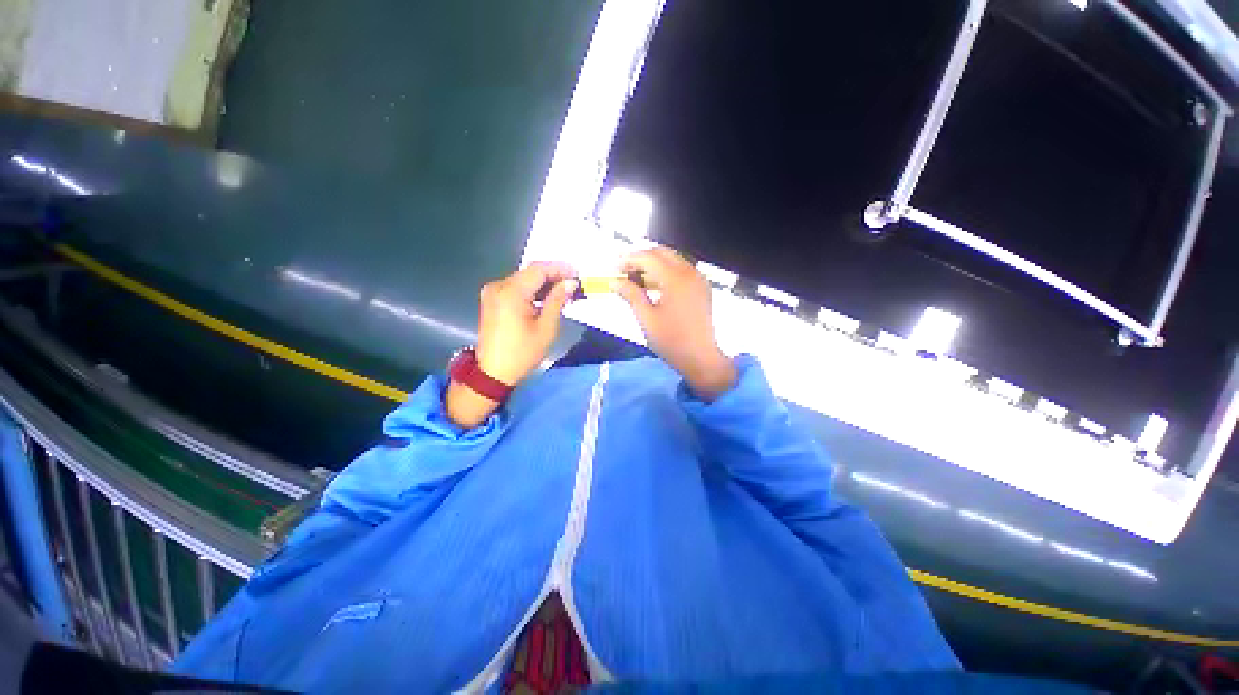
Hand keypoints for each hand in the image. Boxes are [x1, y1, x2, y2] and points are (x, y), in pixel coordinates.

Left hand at [476, 261, 577, 384]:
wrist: (494, 372)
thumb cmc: (522, 352)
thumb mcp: (546, 327)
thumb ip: (557, 300)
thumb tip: (570, 283)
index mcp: (511, 292)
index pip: (538, 270)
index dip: (559, 269)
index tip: (577, 274)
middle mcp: (499, 286)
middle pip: (530, 272)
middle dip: (553, 275)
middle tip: (573, 283)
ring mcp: (493, 292)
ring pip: (523, 279)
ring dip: (543, 283)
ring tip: (563, 291)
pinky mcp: (492, 299)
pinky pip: (516, 287)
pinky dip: (532, 290)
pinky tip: (546, 298)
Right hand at [616, 247, 736, 400]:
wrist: (702, 358)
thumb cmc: (672, 341)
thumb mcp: (647, 319)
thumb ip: (631, 295)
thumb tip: (614, 281)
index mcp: (676, 279)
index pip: (648, 257)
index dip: (629, 259)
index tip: (614, 268)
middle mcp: (689, 273)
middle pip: (662, 253)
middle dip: (641, 258)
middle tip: (624, 271)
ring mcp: (698, 279)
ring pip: (672, 260)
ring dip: (653, 264)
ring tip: (636, 279)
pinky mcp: (701, 288)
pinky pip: (681, 270)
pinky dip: (665, 272)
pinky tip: (654, 286)